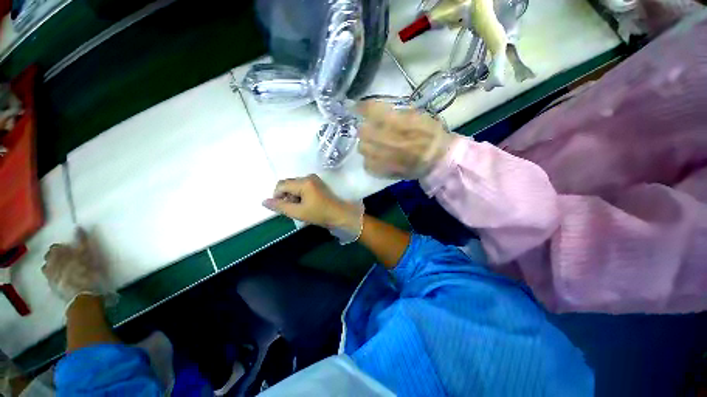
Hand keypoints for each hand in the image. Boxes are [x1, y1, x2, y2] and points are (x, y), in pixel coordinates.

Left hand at [42, 229, 106, 304]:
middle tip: (66, 259)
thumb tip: (78, 228)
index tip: (70, 250)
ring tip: (63, 269)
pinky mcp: (53, 287)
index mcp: (56, 254)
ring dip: (54, 267)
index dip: (62, 248)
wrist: (81, 295)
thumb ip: (82, 241)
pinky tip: (63, 279)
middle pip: (49, 258)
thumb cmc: (85, 272)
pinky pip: (51, 278)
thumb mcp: (86, 254)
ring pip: (48, 268)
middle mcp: (49, 263)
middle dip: (55, 257)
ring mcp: (50, 277)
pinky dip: (55, 277)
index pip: (55, 247)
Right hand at [263, 175, 363, 242]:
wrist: (340, 214)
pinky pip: (302, 187)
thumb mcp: (298, 212)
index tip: (282, 208)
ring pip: (295, 186)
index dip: (277, 196)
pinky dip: (300, 195)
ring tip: (301, 208)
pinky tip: (306, 204)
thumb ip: (280, 206)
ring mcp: (314, 179)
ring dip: (293, 197)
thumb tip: (264, 201)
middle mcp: (308, 177)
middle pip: (288, 184)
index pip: (281, 185)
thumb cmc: (320, 214)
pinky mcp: (318, 183)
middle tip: (294, 209)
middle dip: (286, 197)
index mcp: (304, 182)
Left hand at [357, 100, 455, 178]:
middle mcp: (388, 140)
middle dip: (364, 128)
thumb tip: (378, 111)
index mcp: (398, 123)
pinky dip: (369, 160)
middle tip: (369, 129)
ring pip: (362, 148)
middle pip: (362, 131)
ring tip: (373, 145)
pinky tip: (377, 158)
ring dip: (366, 144)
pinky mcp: (384, 171)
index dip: (361, 108)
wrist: (438, 160)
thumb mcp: (419, 115)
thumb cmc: (431, 135)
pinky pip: (367, 164)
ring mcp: (385, 158)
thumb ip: (397, 113)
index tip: (357, 108)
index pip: (372, 111)